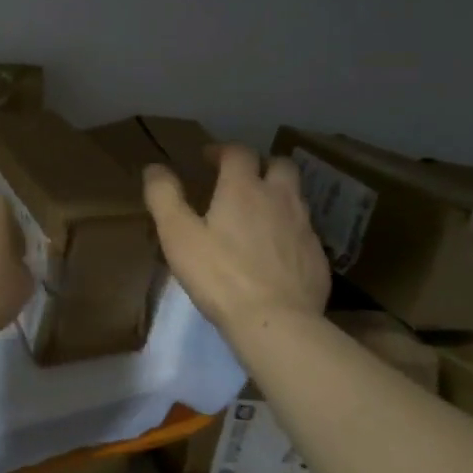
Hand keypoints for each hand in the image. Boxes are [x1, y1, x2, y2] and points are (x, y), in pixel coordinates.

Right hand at [145, 145, 329, 337]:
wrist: (276, 321)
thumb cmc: (220, 276)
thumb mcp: (178, 236)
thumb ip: (164, 197)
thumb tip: (154, 167)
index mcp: (244, 188)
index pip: (238, 152)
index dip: (222, 150)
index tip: (208, 159)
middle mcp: (280, 198)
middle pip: (280, 164)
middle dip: (261, 165)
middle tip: (242, 181)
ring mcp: (304, 226)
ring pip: (296, 196)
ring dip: (277, 196)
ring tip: (258, 216)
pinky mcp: (317, 255)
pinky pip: (304, 231)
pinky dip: (289, 230)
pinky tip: (275, 252)